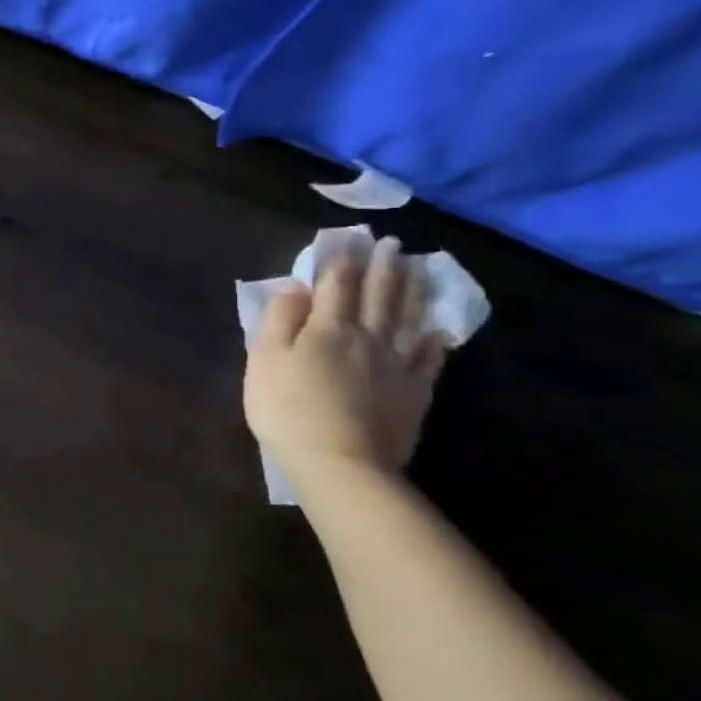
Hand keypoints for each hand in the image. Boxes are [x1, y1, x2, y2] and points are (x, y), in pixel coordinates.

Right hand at [244, 236, 446, 489]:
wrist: (339, 462)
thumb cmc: (287, 408)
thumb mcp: (264, 360)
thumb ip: (279, 320)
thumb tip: (296, 287)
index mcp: (326, 328)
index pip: (335, 284)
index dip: (341, 259)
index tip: (348, 238)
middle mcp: (367, 337)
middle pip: (377, 295)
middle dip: (382, 266)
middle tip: (391, 243)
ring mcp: (396, 365)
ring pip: (407, 318)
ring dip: (411, 290)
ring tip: (415, 269)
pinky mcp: (414, 392)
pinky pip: (428, 358)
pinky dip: (432, 338)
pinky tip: (436, 328)